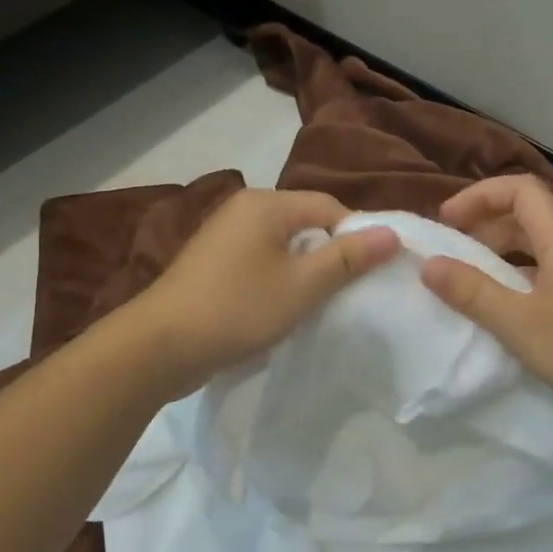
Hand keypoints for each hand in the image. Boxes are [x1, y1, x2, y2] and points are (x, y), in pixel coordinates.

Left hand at [126, 188, 400, 396]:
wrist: (160, 347)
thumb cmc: (237, 309)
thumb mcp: (302, 286)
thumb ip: (348, 258)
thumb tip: (393, 233)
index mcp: (265, 204)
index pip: (329, 206)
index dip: (357, 236)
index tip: (373, 273)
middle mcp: (243, 210)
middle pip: (306, 224)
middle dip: (331, 255)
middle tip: (350, 293)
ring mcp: (223, 237)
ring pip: (283, 247)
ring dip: (305, 272)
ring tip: (320, 304)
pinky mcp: (213, 264)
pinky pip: (260, 263)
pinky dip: (279, 281)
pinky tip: (284, 309)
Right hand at [420, 175, 552, 438]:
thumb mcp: (520, 324)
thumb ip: (472, 292)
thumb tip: (429, 264)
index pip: (520, 190)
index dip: (479, 196)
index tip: (446, 223)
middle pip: (527, 217)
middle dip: (483, 226)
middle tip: (448, 253)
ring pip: (535, 249)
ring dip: (497, 255)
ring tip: (465, 281)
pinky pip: (543, 277)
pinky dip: (514, 281)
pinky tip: (499, 310)